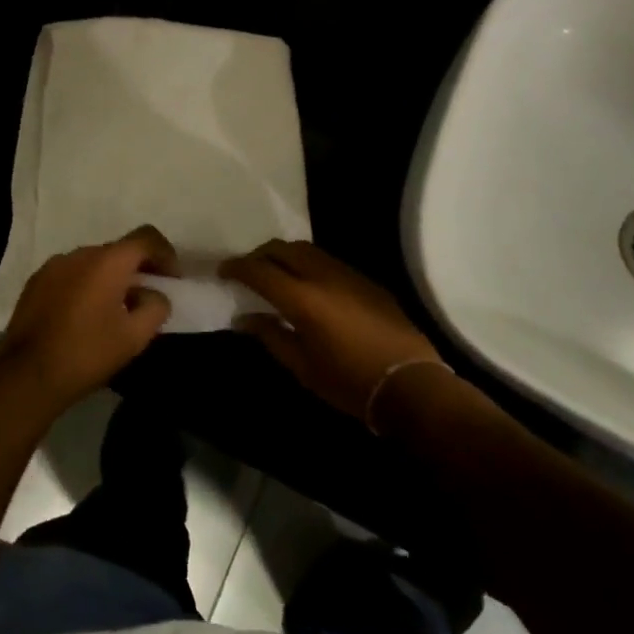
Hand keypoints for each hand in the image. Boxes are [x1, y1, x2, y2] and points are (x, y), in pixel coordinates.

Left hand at [0, 227, 174, 411]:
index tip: (172, 279)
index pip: (146, 237)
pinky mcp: (36, 281)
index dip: (165, 254)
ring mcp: (54, 265)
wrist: (26, 375)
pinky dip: (85, 285)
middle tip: (146, 298)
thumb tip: (154, 294)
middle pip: (119, 250)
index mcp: (108, 261)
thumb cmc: (87, 353)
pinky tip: (83, 315)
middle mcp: (80, 253)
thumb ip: (155, 307)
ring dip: (109, 277)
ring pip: (93, 262)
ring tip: (113, 309)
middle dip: (137, 269)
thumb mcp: (134, 337)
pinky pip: (71, 274)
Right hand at [223, 240, 446, 423]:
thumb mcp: (302, 366)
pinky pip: (328, 260)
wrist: (410, 384)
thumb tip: (244, 318)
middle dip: (260, 255)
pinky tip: (308, 285)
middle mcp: (323, 275)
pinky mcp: (366, 280)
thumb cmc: (349, 383)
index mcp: (302, 298)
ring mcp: (347, 274)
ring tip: (276, 274)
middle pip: (282, 248)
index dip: (237, 267)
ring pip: (307, 249)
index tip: (222, 271)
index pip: (259, 270)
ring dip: (285, 255)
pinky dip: (308, 264)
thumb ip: (270, 336)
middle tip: (247, 271)